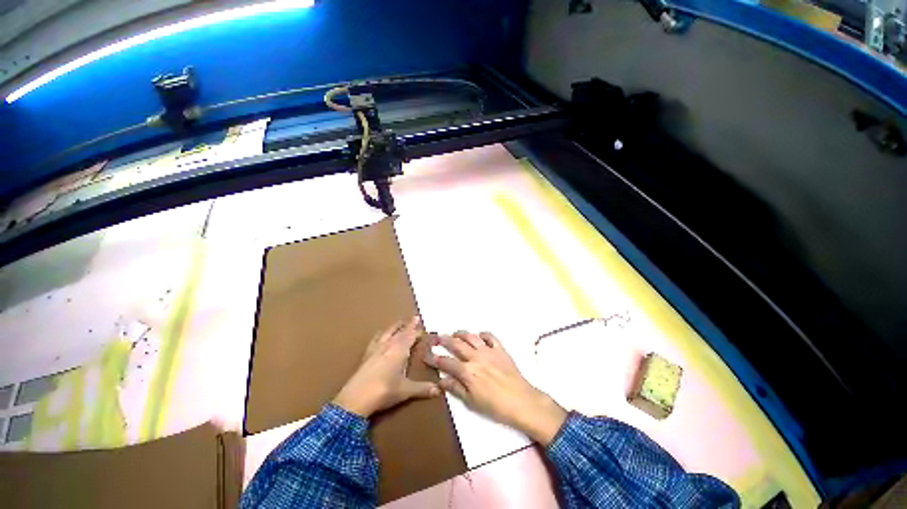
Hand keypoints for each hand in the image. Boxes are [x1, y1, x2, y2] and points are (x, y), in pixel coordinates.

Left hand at [333, 317, 440, 417]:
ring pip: (388, 332)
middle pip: (400, 331)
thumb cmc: (384, 391)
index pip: (411, 336)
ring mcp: (376, 349)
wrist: (355, 399)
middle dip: (408, 325)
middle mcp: (388, 345)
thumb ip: (422, 388)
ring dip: (395, 327)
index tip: (423, 326)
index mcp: (400, 350)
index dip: (418, 331)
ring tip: (399, 323)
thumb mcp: (406, 390)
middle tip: (414, 318)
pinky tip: (379, 335)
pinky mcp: (366, 355)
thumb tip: (439, 390)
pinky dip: (381, 334)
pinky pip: (375, 339)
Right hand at [426, 331, 567, 445]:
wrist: (522, 401)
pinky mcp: (500, 349)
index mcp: (467, 372)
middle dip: (444, 339)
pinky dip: (482, 334)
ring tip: (455, 333)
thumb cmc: (495, 406)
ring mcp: (488, 351)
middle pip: (456, 344)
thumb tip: (440, 380)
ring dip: (461, 333)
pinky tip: (479, 336)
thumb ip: (456, 388)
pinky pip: (490, 336)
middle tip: (436, 336)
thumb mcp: (472, 401)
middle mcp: (475, 357)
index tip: (426, 354)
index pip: (446, 362)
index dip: (434, 358)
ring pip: (471, 337)